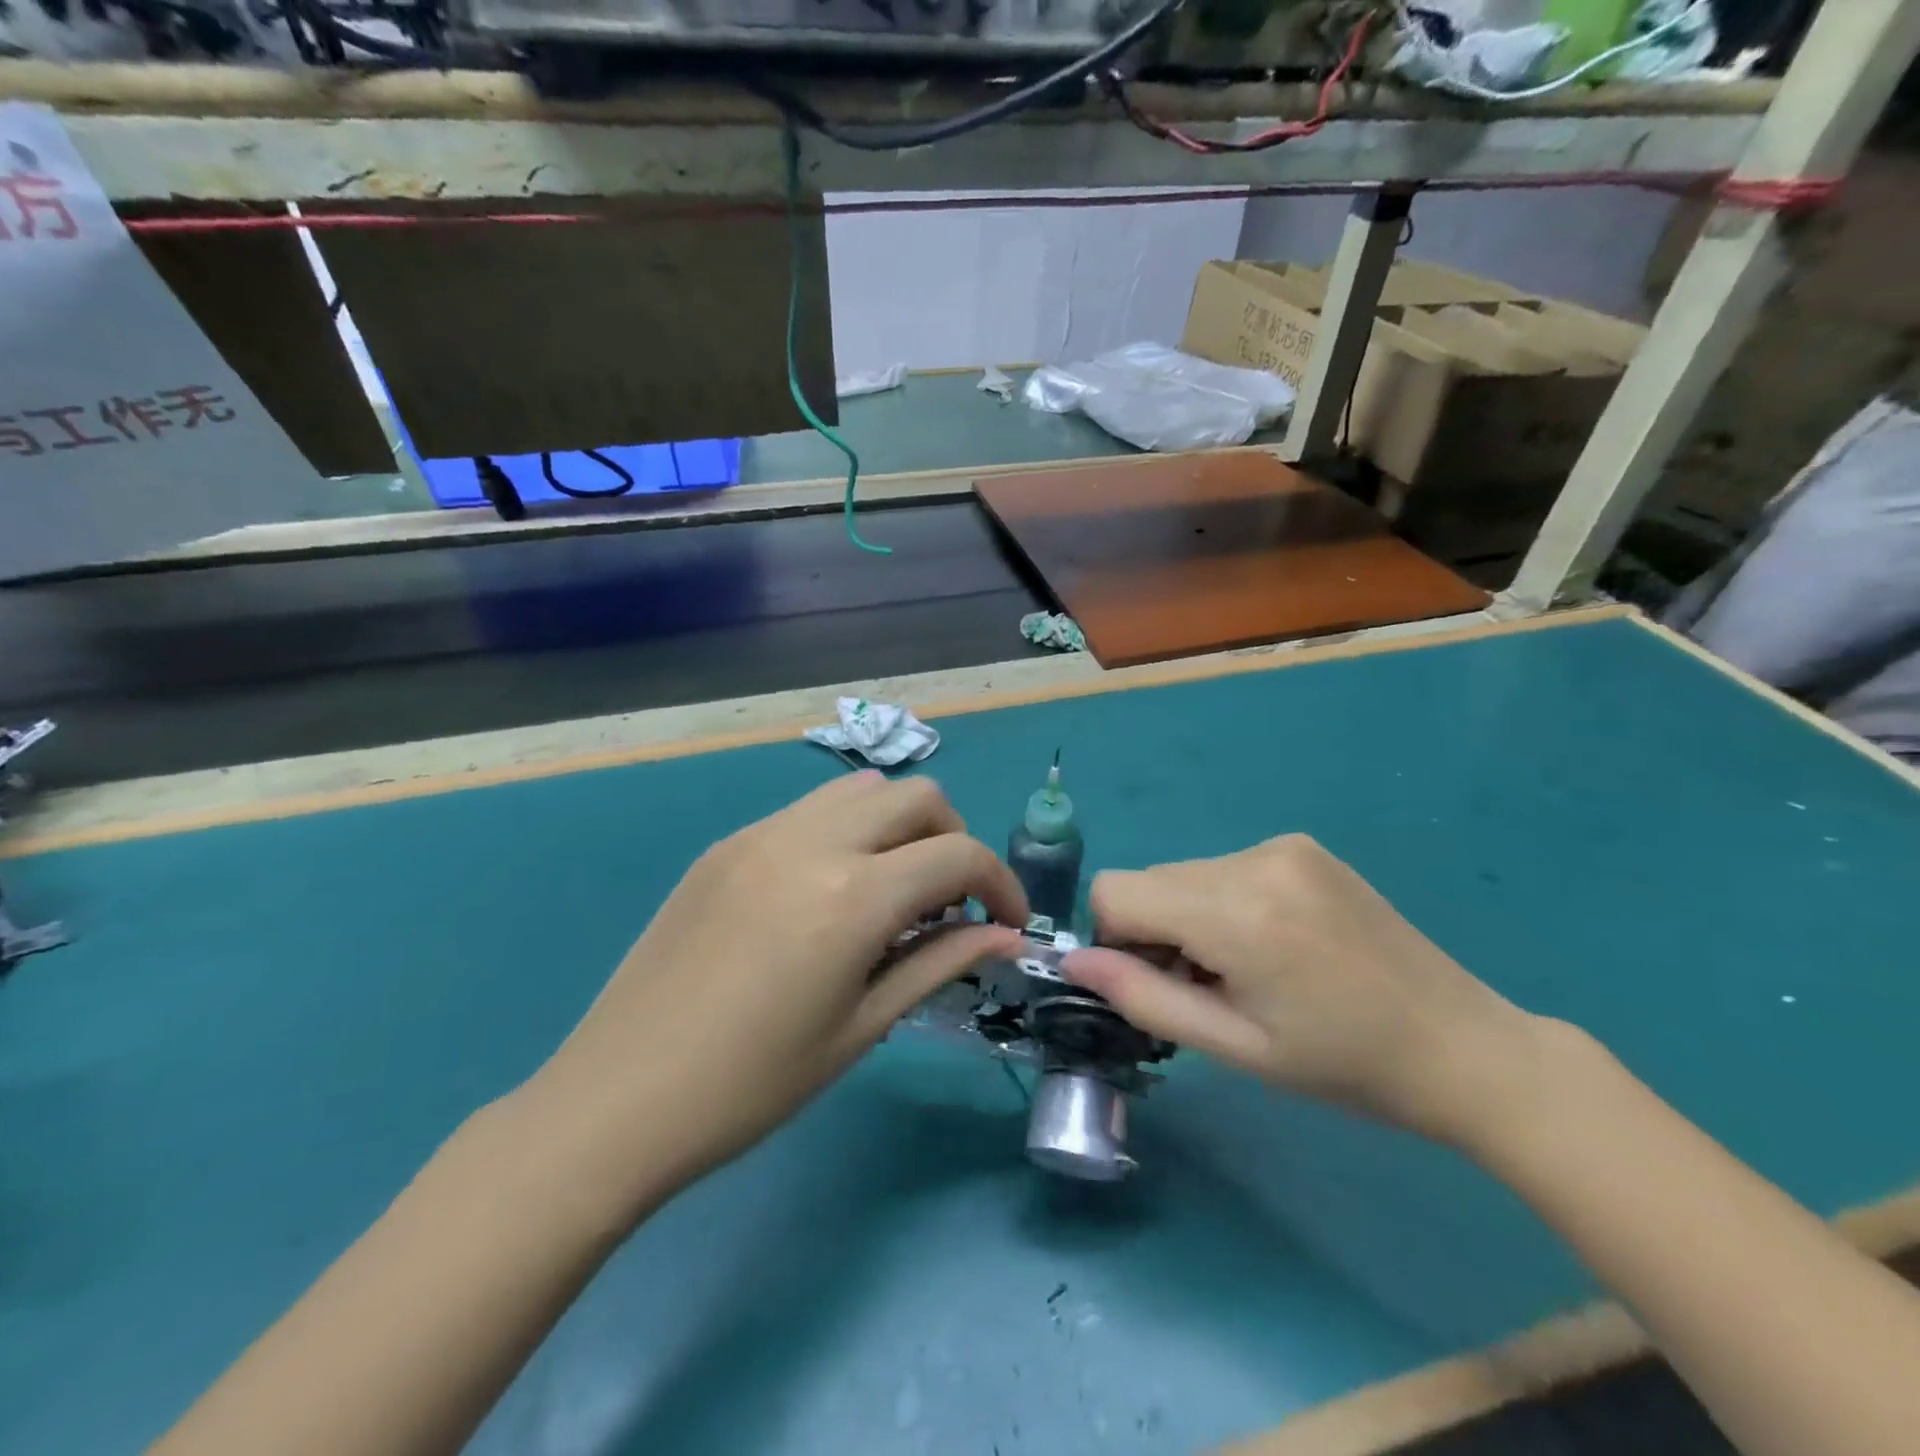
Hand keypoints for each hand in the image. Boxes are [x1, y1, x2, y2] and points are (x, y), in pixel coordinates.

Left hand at [525, 773, 1027, 1215]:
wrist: (618, 1098)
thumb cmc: (751, 1085)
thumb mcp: (861, 1028)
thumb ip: (939, 963)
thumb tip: (1003, 936)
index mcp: (852, 896)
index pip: (958, 855)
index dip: (1000, 884)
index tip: (1007, 922)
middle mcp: (812, 842)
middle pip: (917, 798)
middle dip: (954, 839)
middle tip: (951, 902)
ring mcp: (762, 834)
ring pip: (862, 791)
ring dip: (900, 826)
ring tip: (893, 888)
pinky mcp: (727, 844)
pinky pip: (809, 812)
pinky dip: (847, 831)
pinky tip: (831, 891)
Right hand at [1063, 834, 1544, 1147]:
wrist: (1461, 1046)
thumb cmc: (1343, 1066)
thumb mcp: (1235, 1047)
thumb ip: (1143, 998)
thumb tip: (1074, 964)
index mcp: (1238, 912)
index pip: (1116, 892)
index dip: (1115, 941)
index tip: (1156, 982)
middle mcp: (1253, 859)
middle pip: (1149, 880)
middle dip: (1153, 931)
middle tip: (1206, 986)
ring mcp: (1281, 845)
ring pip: (1183, 874)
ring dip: (1188, 917)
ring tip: (1246, 969)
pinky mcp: (1300, 845)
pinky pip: (1223, 867)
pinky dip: (1221, 902)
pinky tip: (1272, 943)